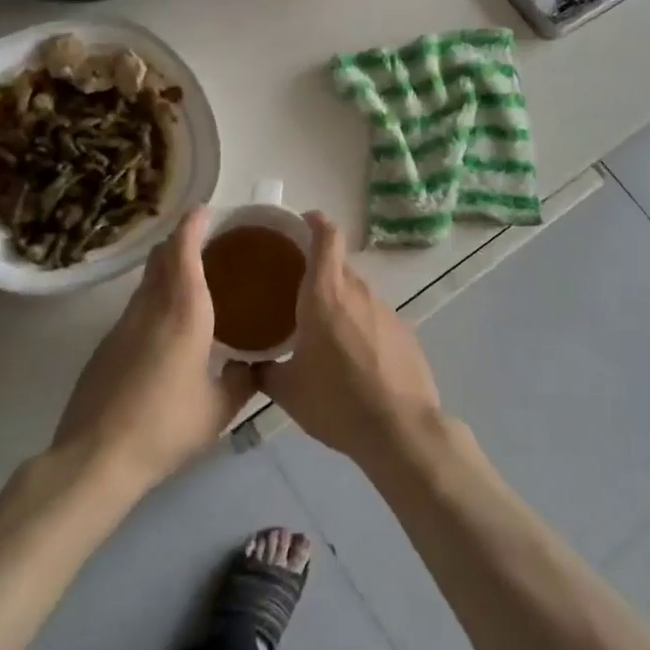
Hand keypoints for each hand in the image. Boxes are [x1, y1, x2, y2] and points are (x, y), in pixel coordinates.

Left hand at [51, 209, 255, 489]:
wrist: (95, 458)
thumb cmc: (166, 428)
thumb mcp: (219, 409)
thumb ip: (243, 380)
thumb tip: (253, 366)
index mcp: (184, 314)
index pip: (184, 252)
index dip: (193, 226)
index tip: (205, 211)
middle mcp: (150, 309)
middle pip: (161, 259)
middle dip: (181, 242)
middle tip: (208, 243)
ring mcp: (122, 327)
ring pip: (146, 283)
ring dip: (166, 270)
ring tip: (193, 281)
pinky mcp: (105, 347)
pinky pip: (135, 308)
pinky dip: (153, 300)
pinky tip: (166, 327)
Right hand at [256, 212, 441, 466]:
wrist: (400, 429)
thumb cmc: (336, 402)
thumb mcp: (287, 390)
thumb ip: (262, 371)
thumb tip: (245, 365)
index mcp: (325, 295)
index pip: (326, 238)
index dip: (316, 222)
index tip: (303, 220)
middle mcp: (358, 293)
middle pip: (339, 266)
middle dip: (319, 272)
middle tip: (297, 291)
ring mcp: (385, 311)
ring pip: (357, 293)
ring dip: (340, 302)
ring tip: (323, 331)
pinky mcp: (404, 331)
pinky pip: (374, 317)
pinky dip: (360, 325)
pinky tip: (354, 356)